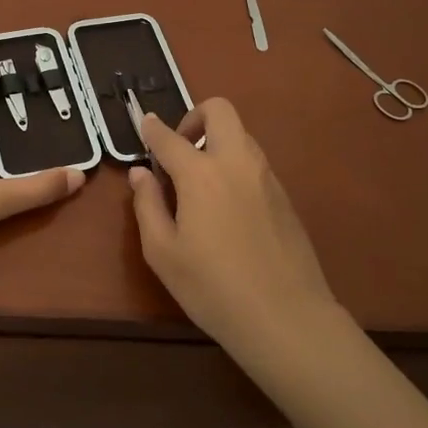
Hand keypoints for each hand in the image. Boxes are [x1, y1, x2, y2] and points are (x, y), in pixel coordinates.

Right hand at [128, 98, 339, 351]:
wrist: (286, 317)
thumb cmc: (212, 288)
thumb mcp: (163, 253)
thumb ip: (147, 205)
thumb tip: (141, 174)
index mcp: (201, 174)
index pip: (170, 137)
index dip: (152, 128)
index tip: (143, 124)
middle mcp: (237, 163)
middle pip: (220, 111)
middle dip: (195, 117)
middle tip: (180, 150)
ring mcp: (266, 177)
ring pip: (242, 135)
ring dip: (217, 142)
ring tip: (199, 183)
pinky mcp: (285, 196)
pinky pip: (255, 163)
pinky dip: (235, 166)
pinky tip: (226, 208)